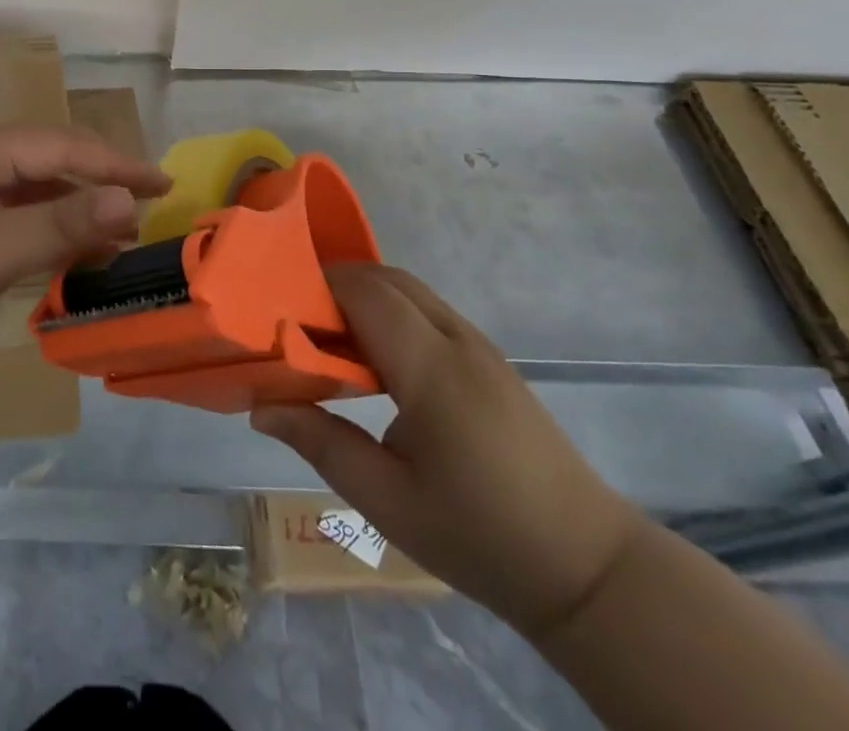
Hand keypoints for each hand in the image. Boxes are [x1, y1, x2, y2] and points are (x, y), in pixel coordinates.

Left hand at [0, 126, 170, 372]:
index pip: (67, 146)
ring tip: (114, 237)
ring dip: (71, 211)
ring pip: (29, 192)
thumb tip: (127, 201)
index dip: (118, 165)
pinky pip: (9, 216)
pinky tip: (63, 252)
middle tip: (144, 210)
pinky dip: (41, 231)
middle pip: (49, 163)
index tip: (163, 184)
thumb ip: (65, 222)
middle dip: (97, 185)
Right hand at [251, 264, 644, 638]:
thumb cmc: (481, 536)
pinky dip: (391, 312)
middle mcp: (459, 341)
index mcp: (433, 370)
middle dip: (336, 284)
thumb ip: (321, 443)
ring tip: (329, 339)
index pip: (366, 292)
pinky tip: (376, 359)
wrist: (589, 569)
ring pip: (411, 290)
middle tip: (297, 322)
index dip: (318, 286)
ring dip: (364, 296)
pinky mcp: (492, 360)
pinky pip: (429, 311)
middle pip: (388, 278)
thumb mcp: (388, 501)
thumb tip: (259, 407)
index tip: (280, 309)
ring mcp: (481, 347)